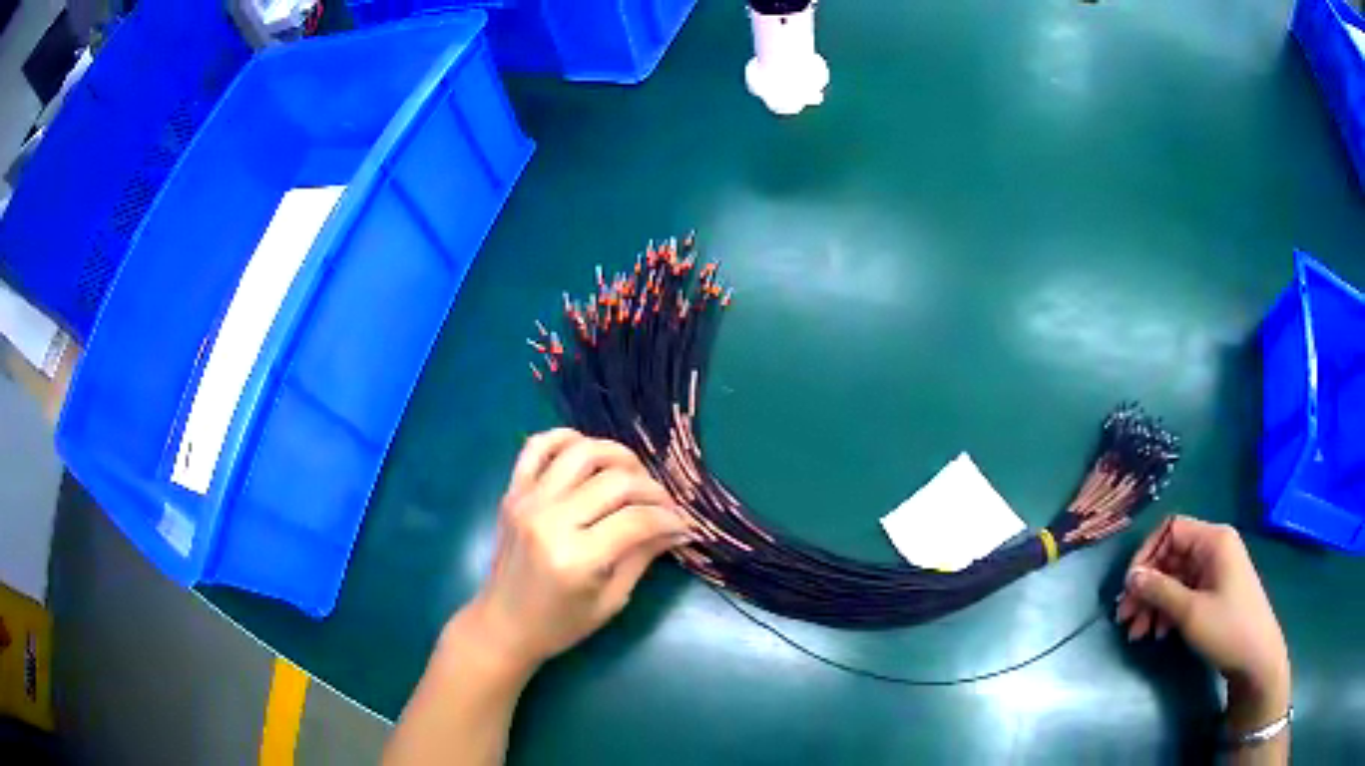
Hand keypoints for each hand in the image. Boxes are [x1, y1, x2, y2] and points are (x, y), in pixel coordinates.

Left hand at [453, 429, 692, 677]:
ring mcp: (528, 501)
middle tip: (664, 505)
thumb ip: (643, 556)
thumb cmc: (561, 624)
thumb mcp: (611, 600)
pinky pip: (537, 447)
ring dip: (617, 456)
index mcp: (577, 558)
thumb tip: (677, 528)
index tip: (684, 525)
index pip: (637, 520)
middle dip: (652, 489)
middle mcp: (551, 521)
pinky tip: (586, 452)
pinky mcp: (513, 492)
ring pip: (582, 452)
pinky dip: (565, 438)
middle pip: (615, 481)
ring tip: (632, 475)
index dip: (669, 519)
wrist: (503, 625)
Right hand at [1117, 515, 1290, 731]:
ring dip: (1154, 604)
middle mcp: (1214, 548)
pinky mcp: (1214, 591)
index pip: (1171, 530)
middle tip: (1126, 619)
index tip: (1128, 588)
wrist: (1255, 656)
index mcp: (1213, 540)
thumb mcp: (1190, 612)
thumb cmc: (1227, 627)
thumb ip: (1160, 591)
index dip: (1147, 555)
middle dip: (1147, 587)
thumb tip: (1131, 577)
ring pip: (1175, 578)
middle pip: (1171, 557)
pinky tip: (1158, 633)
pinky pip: (1184, 592)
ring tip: (1138, 634)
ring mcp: (1215, 571)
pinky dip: (1168, 610)